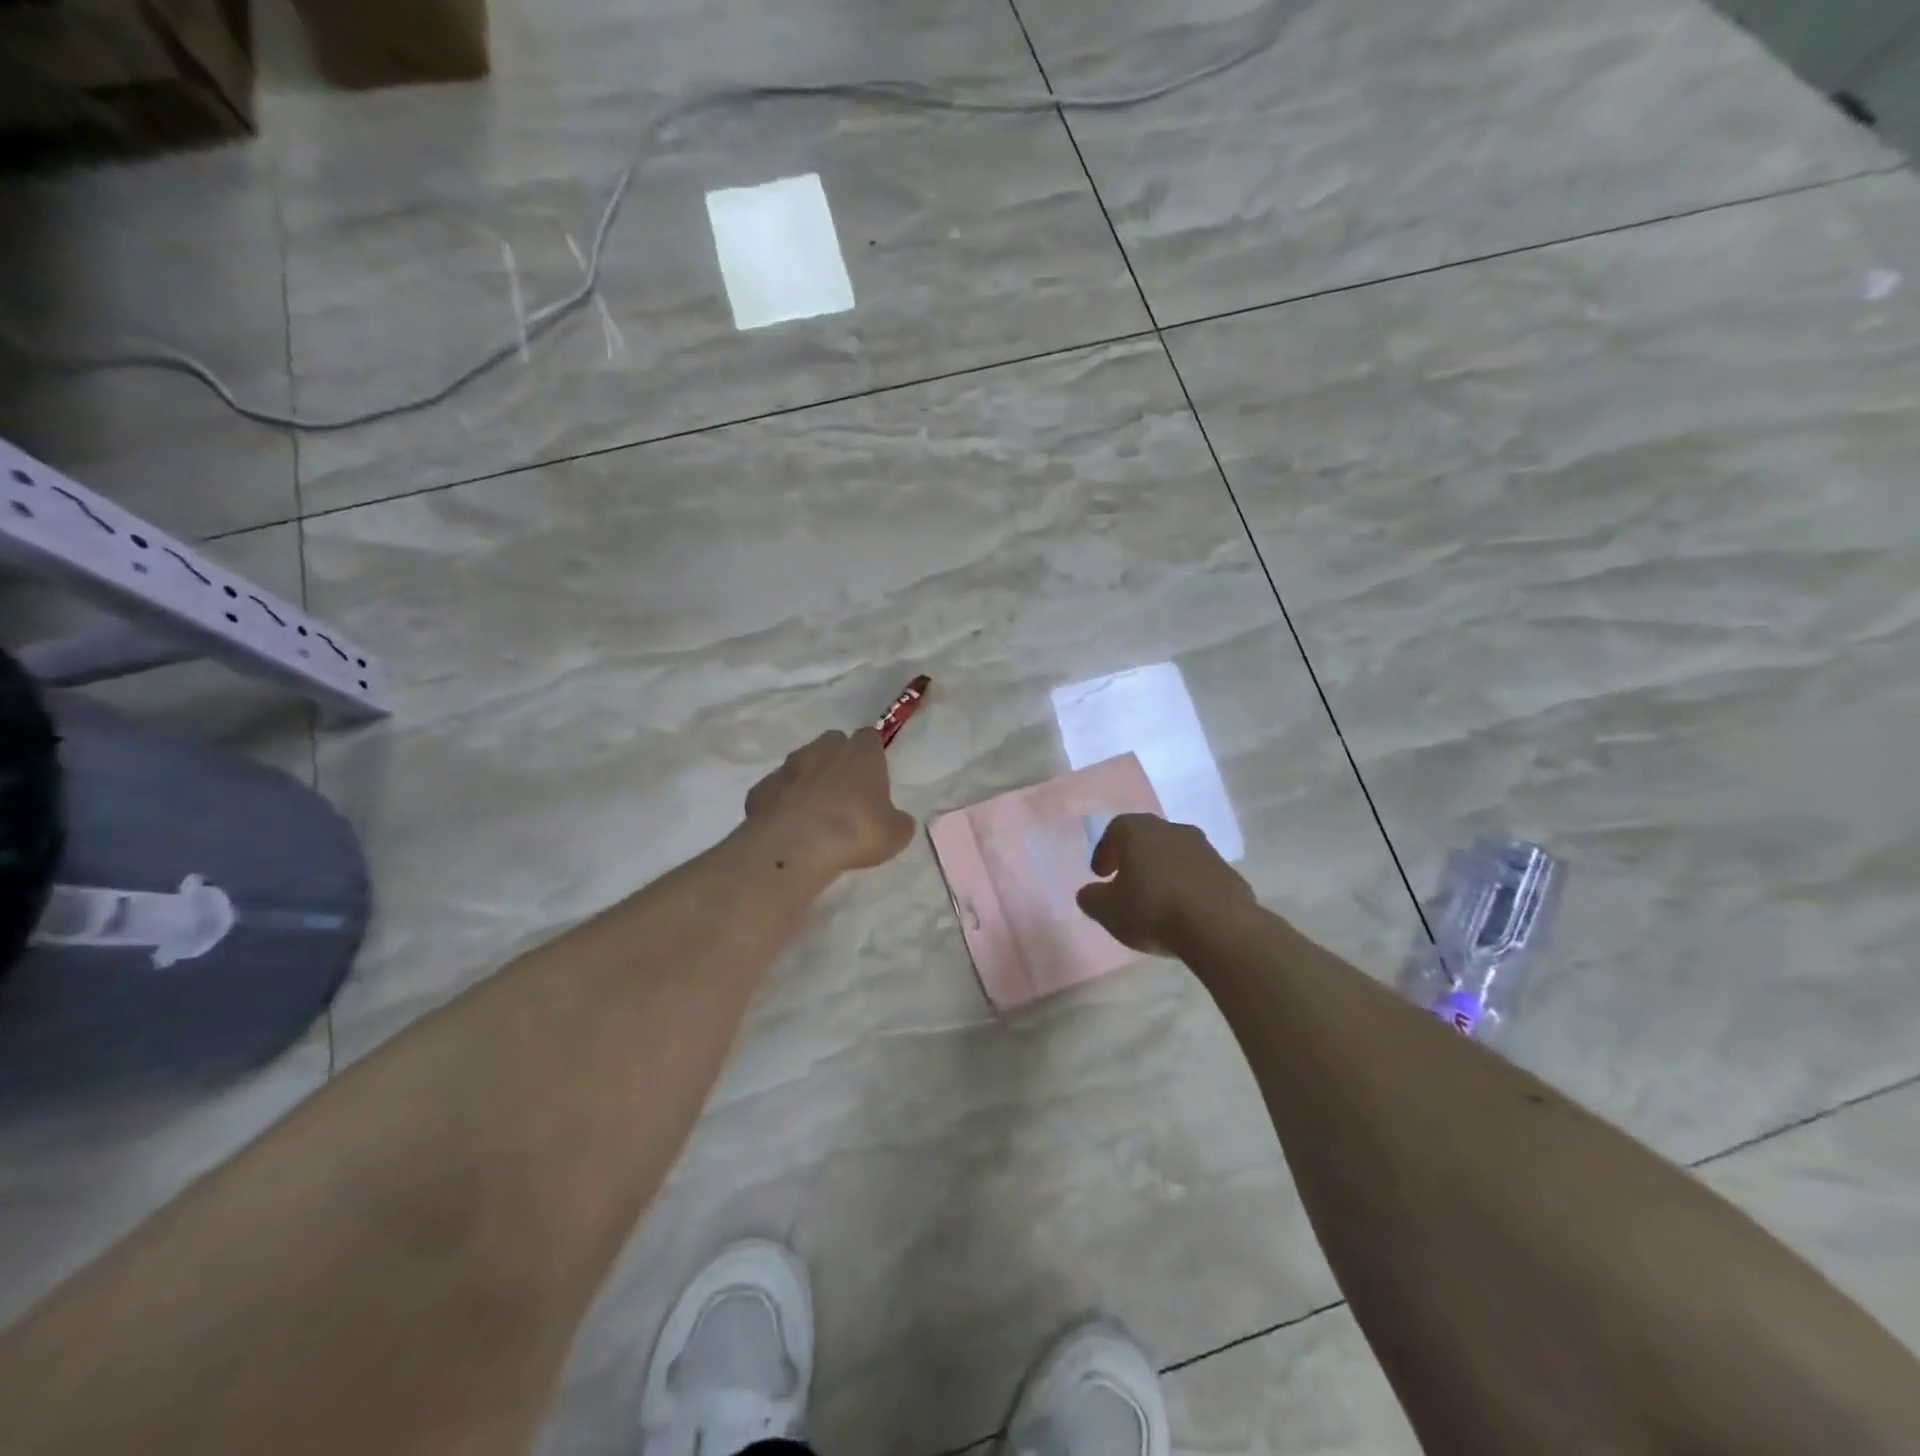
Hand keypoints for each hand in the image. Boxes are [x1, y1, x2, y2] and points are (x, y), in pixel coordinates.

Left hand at [744, 728, 916, 874]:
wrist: (794, 847)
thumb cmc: (854, 832)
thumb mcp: (895, 835)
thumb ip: (897, 821)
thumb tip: (895, 820)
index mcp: (861, 754)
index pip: (869, 737)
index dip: (872, 754)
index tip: (874, 775)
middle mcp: (823, 750)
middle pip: (833, 743)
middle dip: (838, 761)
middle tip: (845, 792)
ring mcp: (788, 767)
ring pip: (801, 764)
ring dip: (808, 780)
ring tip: (814, 813)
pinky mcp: (761, 788)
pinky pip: (777, 790)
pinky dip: (783, 802)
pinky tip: (789, 826)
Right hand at [1077, 813, 1254, 955]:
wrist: (1218, 926)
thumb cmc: (1153, 909)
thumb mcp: (1108, 910)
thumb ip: (1092, 898)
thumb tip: (1088, 893)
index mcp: (1139, 831)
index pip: (1115, 829)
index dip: (1105, 851)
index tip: (1100, 874)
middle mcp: (1172, 830)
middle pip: (1148, 838)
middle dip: (1135, 858)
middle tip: (1126, 882)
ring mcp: (1205, 849)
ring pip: (1176, 854)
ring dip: (1164, 871)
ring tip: (1157, 899)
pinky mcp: (1228, 872)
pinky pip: (1199, 875)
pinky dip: (1188, 886)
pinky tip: (1185, 912)